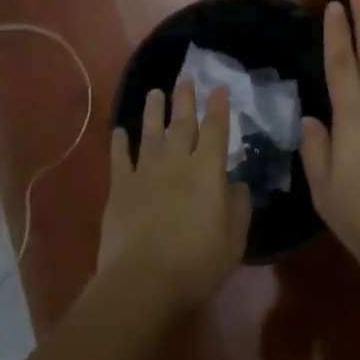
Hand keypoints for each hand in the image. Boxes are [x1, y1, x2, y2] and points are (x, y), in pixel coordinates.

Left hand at [99, 81, 249, 316]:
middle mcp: (176, 162)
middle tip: (185, 78)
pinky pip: (120, 158)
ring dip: (154, 111)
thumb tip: (236, 184)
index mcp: (207, 171)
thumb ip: (239, 205)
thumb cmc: (198, 262)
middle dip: (185, 100)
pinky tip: (120, 130)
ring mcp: (145, 173)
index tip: (219, 88)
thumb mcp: (235, 237)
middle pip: (182, 124)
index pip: (215, 130)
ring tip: (156, 92)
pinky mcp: (120, 188)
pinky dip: (120, 142)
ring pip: (151, 133)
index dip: (218, 108)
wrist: (144, 281)